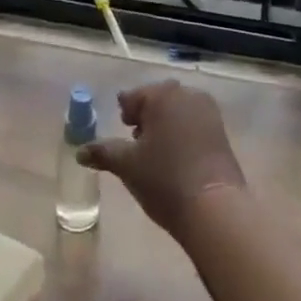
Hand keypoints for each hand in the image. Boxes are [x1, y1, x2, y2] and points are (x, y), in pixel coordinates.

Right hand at [78, 81, 246, 237]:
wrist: (214, 207)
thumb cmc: (164, 179)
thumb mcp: (127, 166)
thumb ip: (103, 153)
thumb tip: (80, 151)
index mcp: (161, 95)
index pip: (134, 96)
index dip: (125, 110)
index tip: (121, 126)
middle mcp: (186, 94)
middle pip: (158, 99)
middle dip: (146, 115)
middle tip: (135, 138)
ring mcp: (207, 110)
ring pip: (178, 109)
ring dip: (165, 122)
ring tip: (155, 149)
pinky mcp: (221, 129)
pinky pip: (194, 121)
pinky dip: (182, 130)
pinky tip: (176, 155)